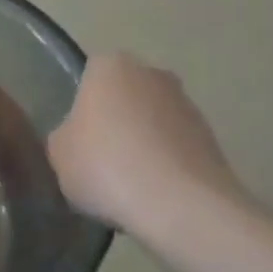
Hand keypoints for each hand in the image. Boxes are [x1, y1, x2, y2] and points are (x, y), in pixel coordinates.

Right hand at [47, 53, 247, 236]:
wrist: (180, 205)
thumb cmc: (105, 164)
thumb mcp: (58, 153)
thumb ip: (65, 135)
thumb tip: (77, 138)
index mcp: (110, 67)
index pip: (90, 76)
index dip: (82, 106)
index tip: (77, 136)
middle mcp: (153, 74)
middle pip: (125, 96)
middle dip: (116, 121)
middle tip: (99, 158)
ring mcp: (188, 106)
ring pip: (153, 122)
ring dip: (143, 143)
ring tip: (128, 183)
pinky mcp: (213, 140)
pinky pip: (176, 148)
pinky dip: (166, 165)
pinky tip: (153, 194)